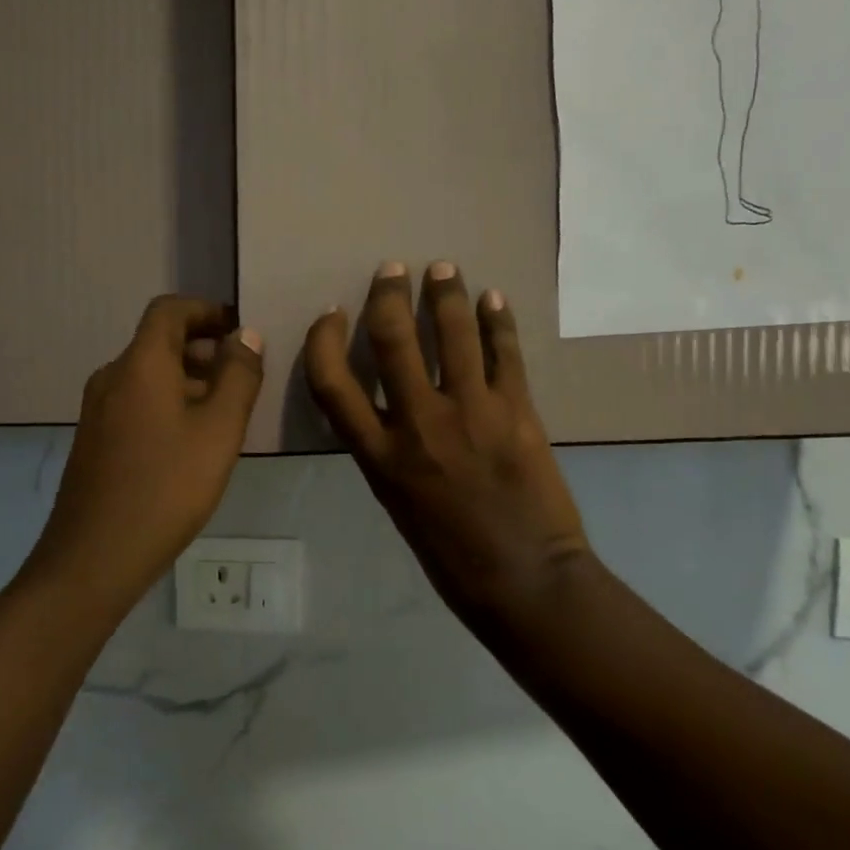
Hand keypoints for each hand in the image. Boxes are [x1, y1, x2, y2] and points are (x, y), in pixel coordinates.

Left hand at [34, 297, 262, 598]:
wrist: (95, 556)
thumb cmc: (167, 487)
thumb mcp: (219, 430)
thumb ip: (238, 376)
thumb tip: (245, 335)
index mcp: (140, 364)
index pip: (170, 310)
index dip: (207, 311)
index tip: (240, 331)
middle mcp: (112, 376)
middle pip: (159, 342)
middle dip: (204, 350)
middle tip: (244, 379)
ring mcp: (98, 410)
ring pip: (149, 376)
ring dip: (189, 380)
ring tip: (225, 414)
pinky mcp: (95, 440)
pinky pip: (137, 402)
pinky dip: (168, 404)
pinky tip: (192, 443)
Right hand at [304, 263, 588, 619]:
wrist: (525, 581)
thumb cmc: (452, 555)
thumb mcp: (396, 503)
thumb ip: (385, 450)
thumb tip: (386, 406)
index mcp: (379, 457)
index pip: (332, 383)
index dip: (323, 339)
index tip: (331, 312)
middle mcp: (418, 425)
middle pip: (391, 340)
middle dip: (389, 295)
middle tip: (393, 269)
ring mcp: (471, 413)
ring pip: (452, 334)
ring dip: (446, 293)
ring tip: (444, 268)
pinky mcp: (517, 411)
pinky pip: (505, 353)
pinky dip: (498, 320)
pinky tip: (494, 299)